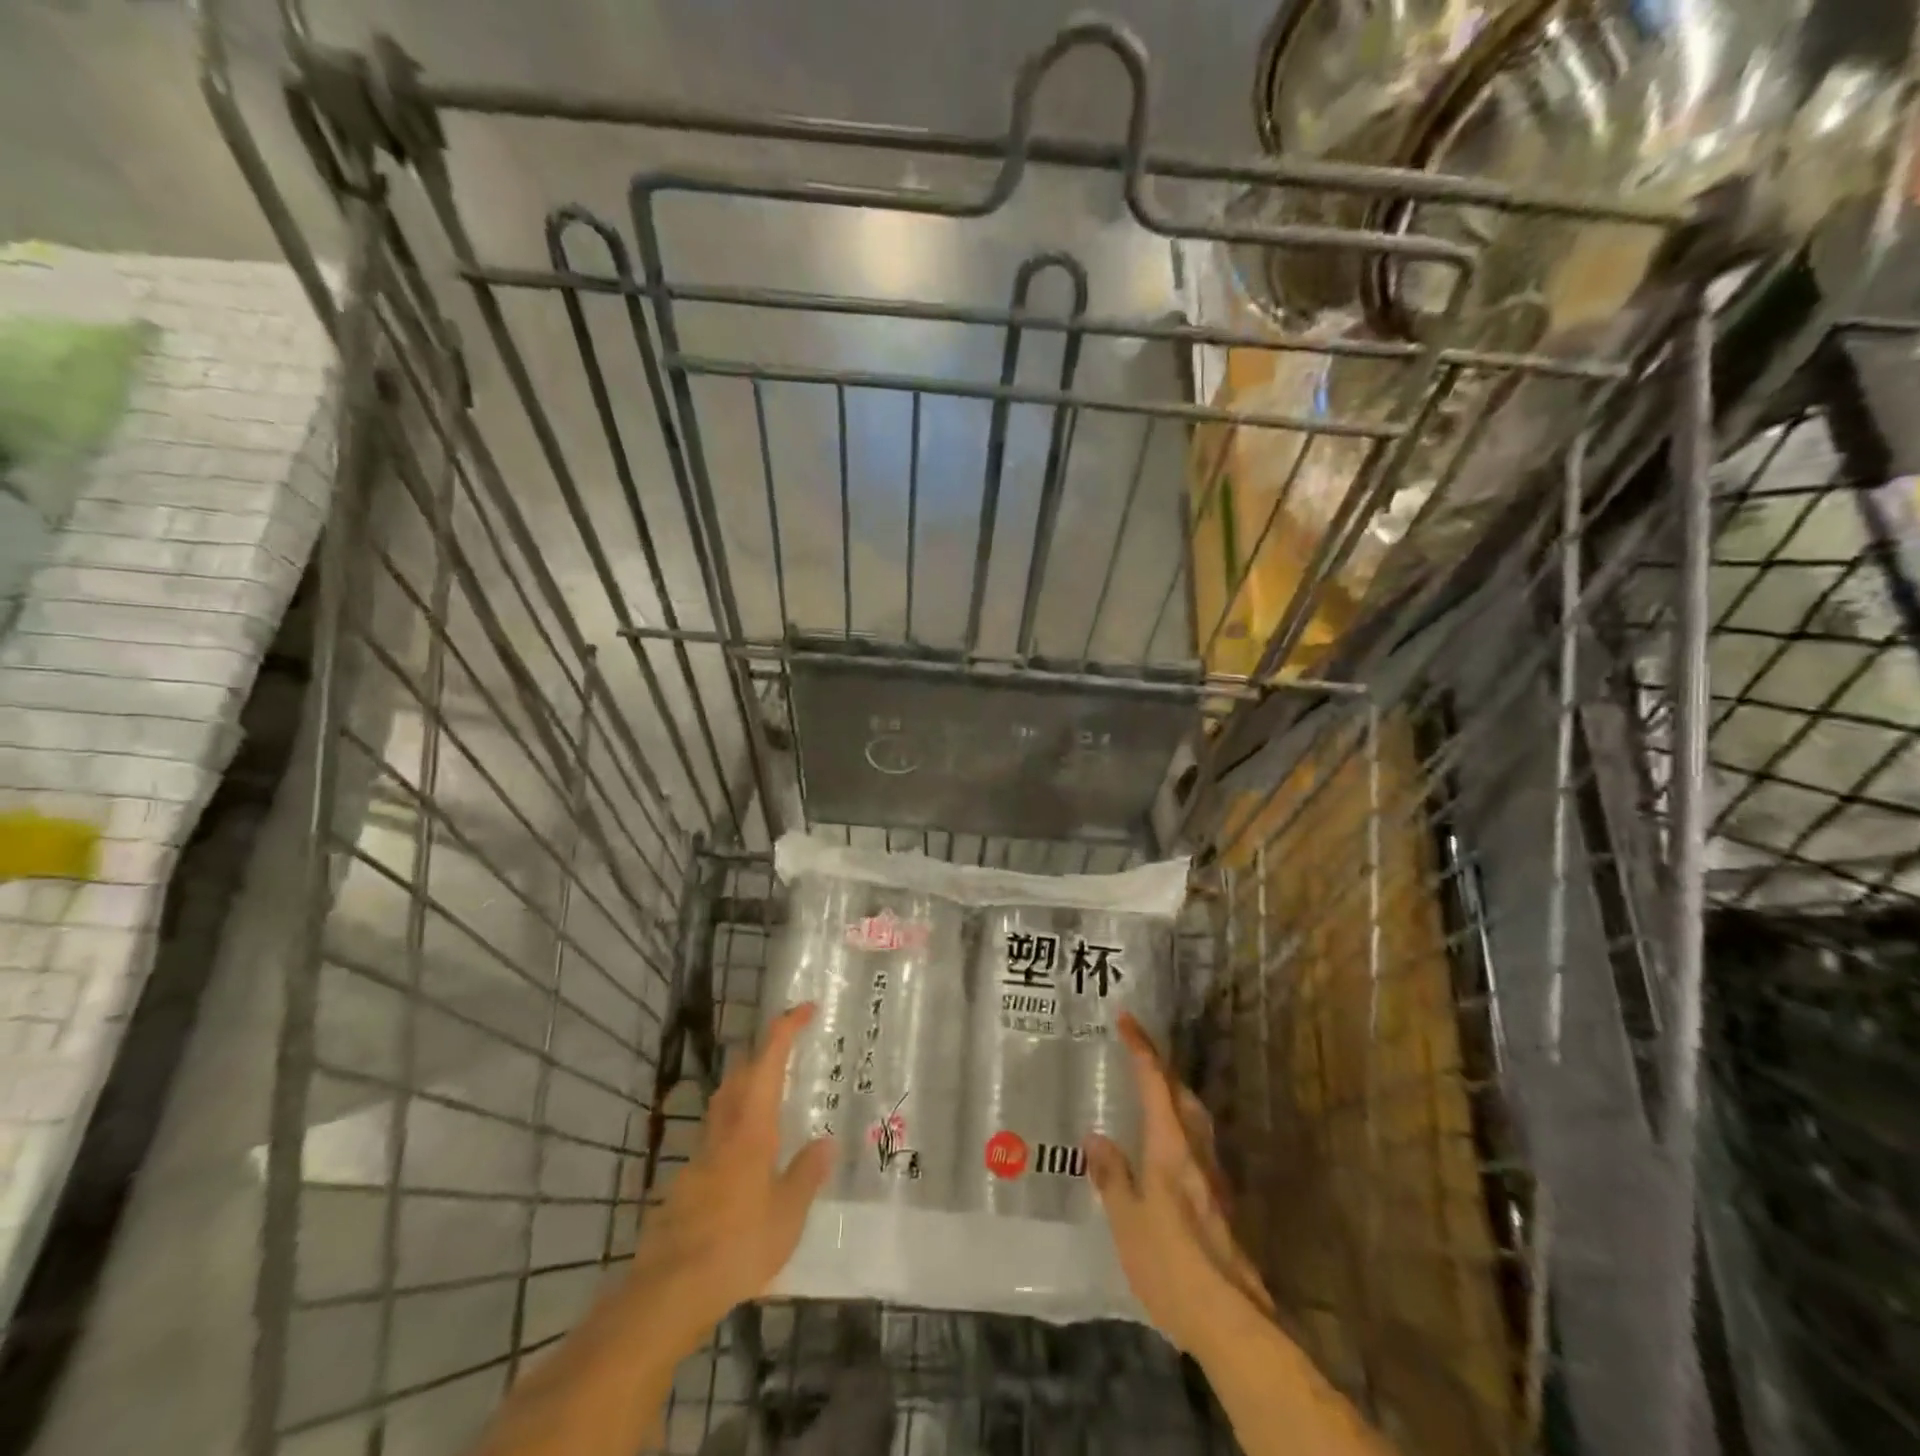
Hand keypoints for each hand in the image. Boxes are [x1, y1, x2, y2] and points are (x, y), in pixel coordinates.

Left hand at [625, 1003, 833, 1355]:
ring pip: (723, 1104)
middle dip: (762, 1053)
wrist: (670, 1290)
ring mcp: (700, 1156)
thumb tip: (825, 1143)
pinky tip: (746, 1160)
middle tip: (789, 1051)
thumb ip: (806, 1175)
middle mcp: (723, 1131)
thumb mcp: (788, 1214)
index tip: (805, 1008)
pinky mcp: (686, 1183)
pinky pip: (715, 1139)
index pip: (768, 1060)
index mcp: (752, 1127)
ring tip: (772, 1098)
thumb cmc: (738, 1244)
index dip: (785, 1028)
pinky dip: (734, 1129)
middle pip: (739, 1075)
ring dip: (745, 1087)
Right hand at [1085, 1013, 1274, 1357]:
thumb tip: (1096, 1137)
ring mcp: (1213, 1178)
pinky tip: (1164, 1152)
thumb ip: (1112, 1175)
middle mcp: (1197, 1152)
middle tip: (1136, 1056)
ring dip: (1174, 1097)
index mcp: (1171, 1146)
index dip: (1141, 1047)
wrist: (1230, 1319)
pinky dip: (1178, 1129)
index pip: (1156, 1082)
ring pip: (1195, 1120)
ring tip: (1149, 1096)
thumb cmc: (1171, 1263)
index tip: (1127, 1018)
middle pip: (1182, 1095)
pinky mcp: (1219, 1202)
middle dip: (1161, 1069)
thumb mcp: (1126, 1220)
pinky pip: (1196, 1146)